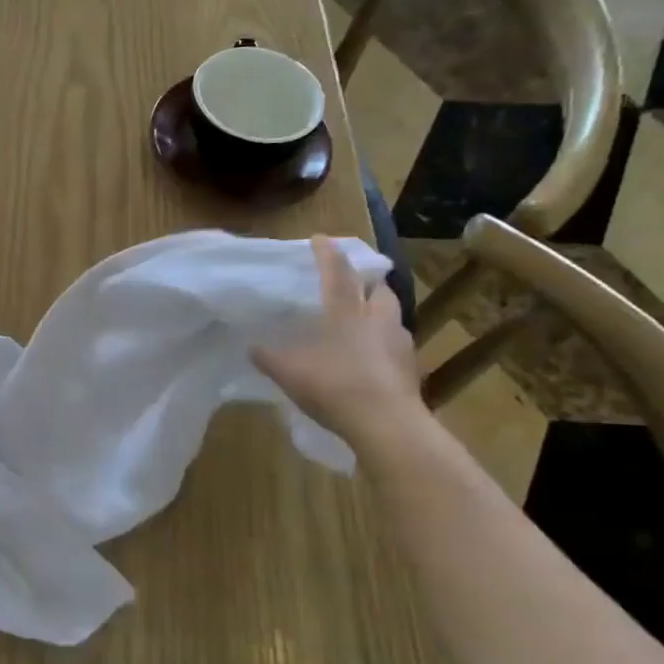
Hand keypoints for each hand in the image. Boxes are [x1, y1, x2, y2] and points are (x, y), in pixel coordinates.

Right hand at [251, 235, 422, 445]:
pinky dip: (383, 344)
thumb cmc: (334, 386)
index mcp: (346, 311)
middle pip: (379, 289)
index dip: (327, 254)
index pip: (337, 272)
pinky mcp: (411, 368)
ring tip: (362, 322)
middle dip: (368, 282)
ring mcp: (399, 343)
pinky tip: (370, 358)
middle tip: (355, 284)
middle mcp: (376, 319)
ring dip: (378, 312)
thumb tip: (252, 347)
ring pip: (391, 316)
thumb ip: (269, 357)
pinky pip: (395, 345)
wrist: (387, 424)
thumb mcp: (289, 372)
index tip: (321, 239)